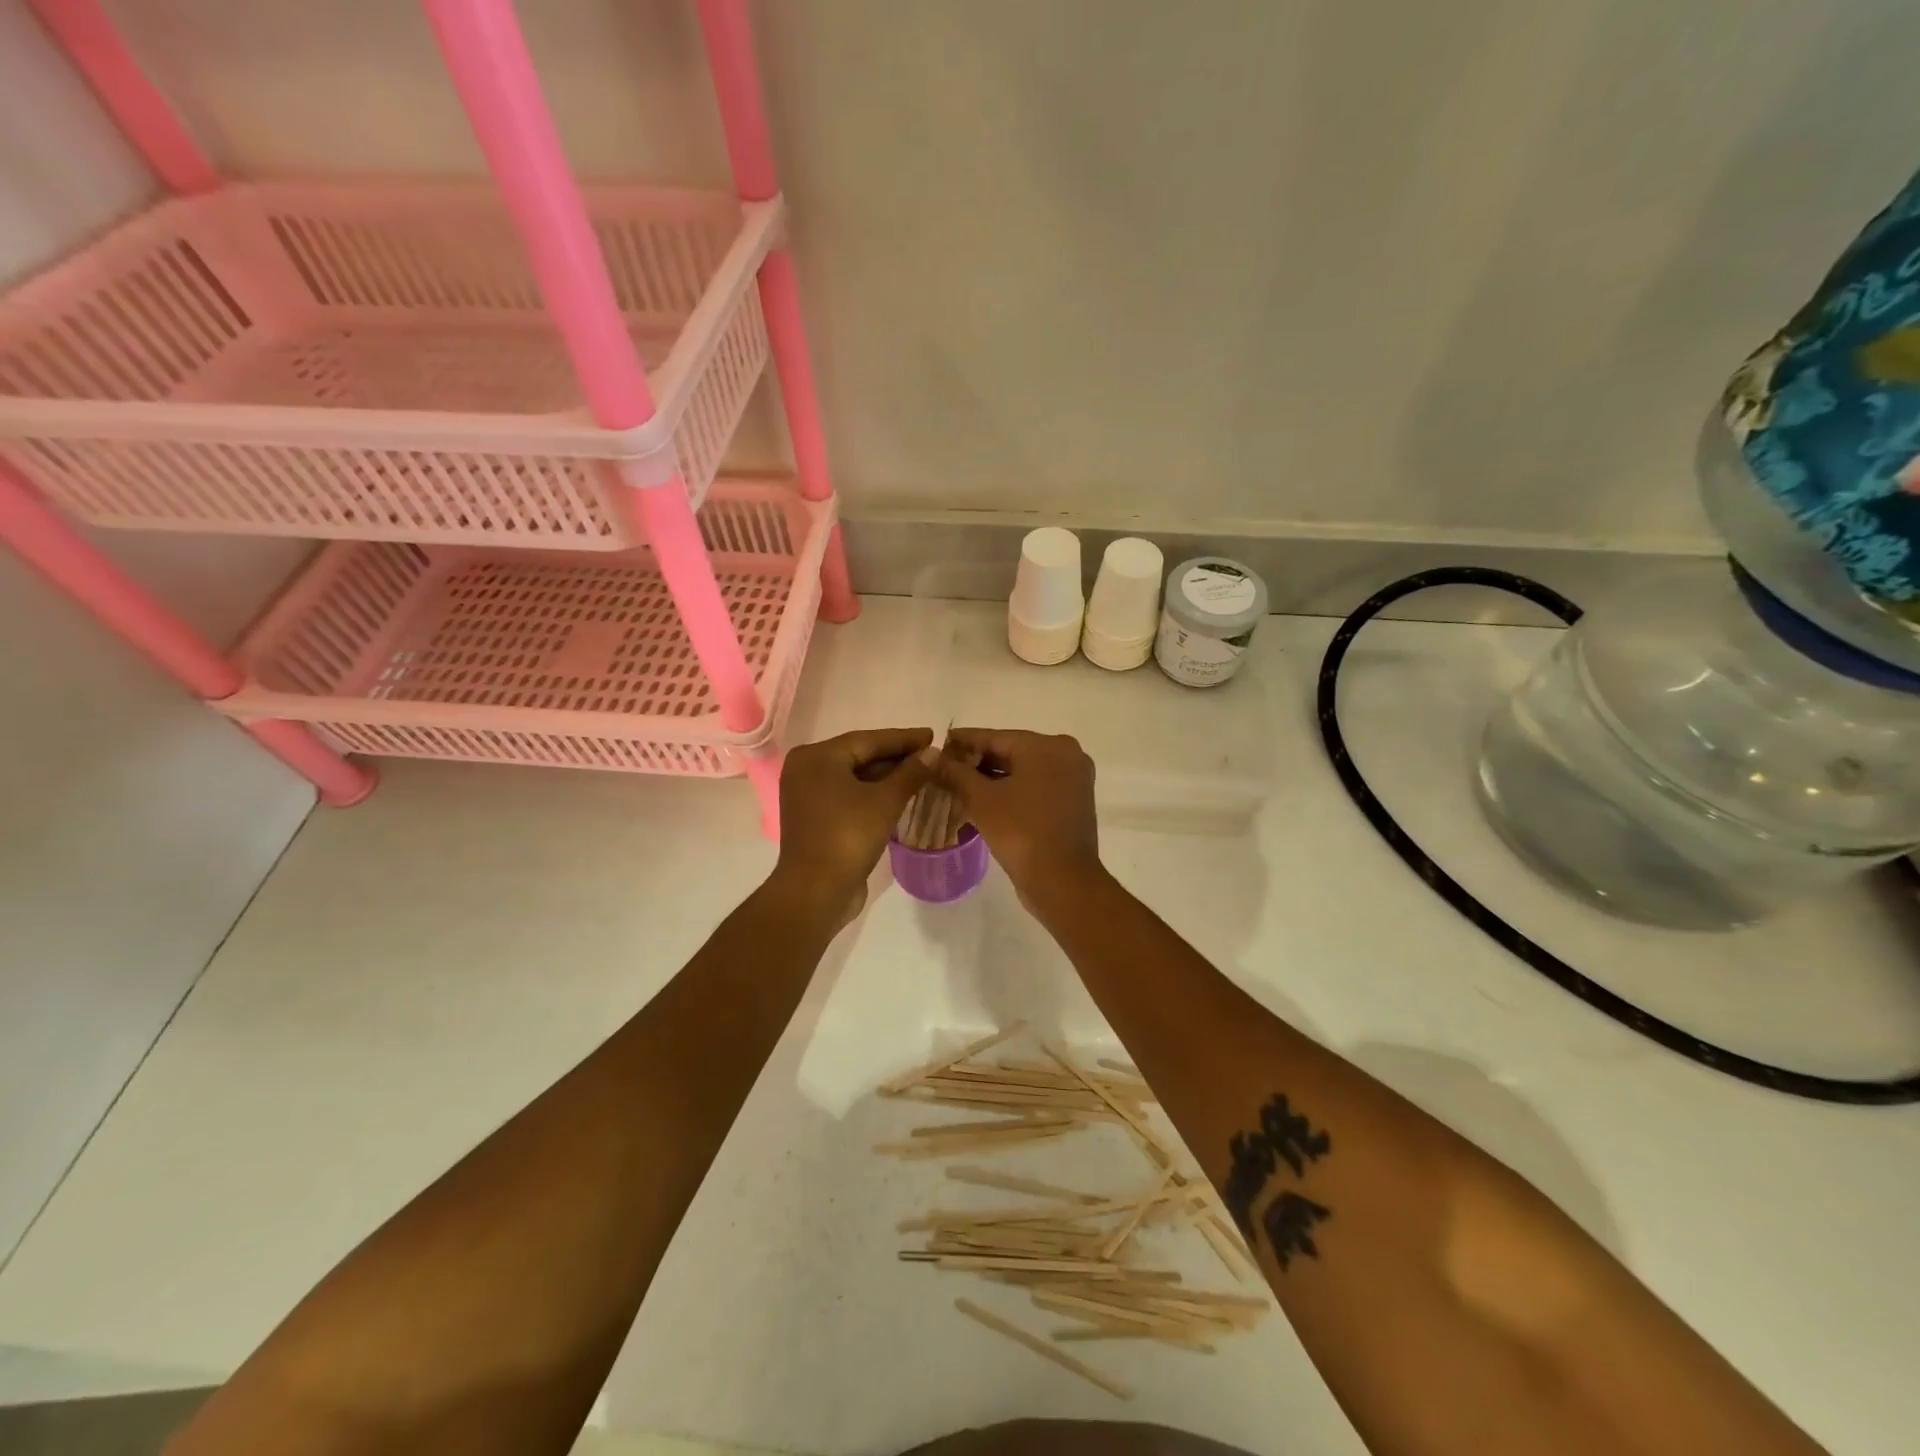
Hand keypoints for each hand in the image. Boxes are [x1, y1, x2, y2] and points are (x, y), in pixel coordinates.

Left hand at [771, 727, 933, 919]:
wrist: (816, 891)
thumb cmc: (848, 837)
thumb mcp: (886, 801)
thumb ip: (911, 773)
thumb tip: (933, 753)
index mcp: (817, 757)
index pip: (868, 740)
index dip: (903, 738)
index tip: (932, 735)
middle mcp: (806, 770)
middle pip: (859, 756)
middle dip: (896, 757)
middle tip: (931, 755)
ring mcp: (807, 795)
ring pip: (855, 777)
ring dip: (887, 777)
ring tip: (922, 774)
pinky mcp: (815, 818)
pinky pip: (849, 796)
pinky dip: (873, 794)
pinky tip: (900, 795)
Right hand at [934, 729, 1104, 911]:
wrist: (1062, 881)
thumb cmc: (1021, 831)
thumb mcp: (981, 800)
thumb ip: (956, 773)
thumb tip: (934, 757)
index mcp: (1048, 746)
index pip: (996, 737)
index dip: (964, 740)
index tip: (940, 743)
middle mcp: (1067, 755)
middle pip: (1012, 752)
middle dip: (978, 762)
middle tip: (945, 767)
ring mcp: (1074, 780)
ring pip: (1024, 772)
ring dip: (993, 779)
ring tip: (958, 784)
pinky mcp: (1073, 803)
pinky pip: (1035, 788)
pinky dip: (1012, 791)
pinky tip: (984, 800)